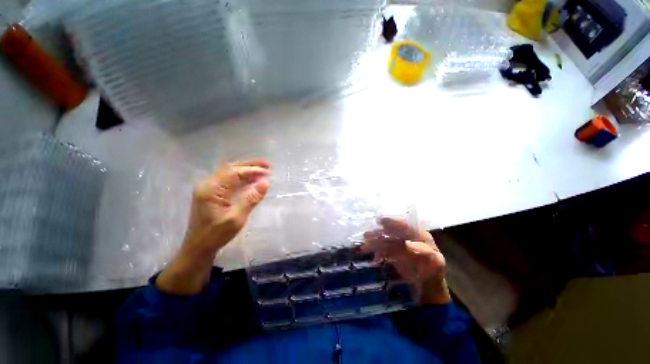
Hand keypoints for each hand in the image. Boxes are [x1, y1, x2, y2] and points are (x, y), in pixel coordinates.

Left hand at [156, 159, 269, 294]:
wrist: (198, 247)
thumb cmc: (216, 235)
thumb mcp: (236, 218)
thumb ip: (251, 199)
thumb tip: (265, 183)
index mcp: (211, 189)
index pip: (234, 172)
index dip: (252, 170)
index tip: (267, 172)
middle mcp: (208, 184)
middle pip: (231, 168)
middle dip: (250, 165)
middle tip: (267, 164)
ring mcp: (208, 188)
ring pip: (230, 172)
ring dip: (246, 170)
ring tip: (263, 169)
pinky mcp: (211, 193)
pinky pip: (228, 180)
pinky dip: (242, 177)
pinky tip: (251, 179)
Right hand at [362, 218, 450, 304]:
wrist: (428, 288)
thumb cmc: (434, 272)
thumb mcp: (435, 262)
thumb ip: (423, 251)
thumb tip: (406, 243)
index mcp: (420, 235)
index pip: (405, 225)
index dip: (393, 222)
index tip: (381, 221)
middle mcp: (408, 237)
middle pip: (392, 231)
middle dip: (379, 232)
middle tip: (367, 234)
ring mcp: (400, 245)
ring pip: (385, 240)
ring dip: (375, 241)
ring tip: (365, 245)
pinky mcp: (394, 253)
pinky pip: (383, 250)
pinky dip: (377, 252)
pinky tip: (374, 258)